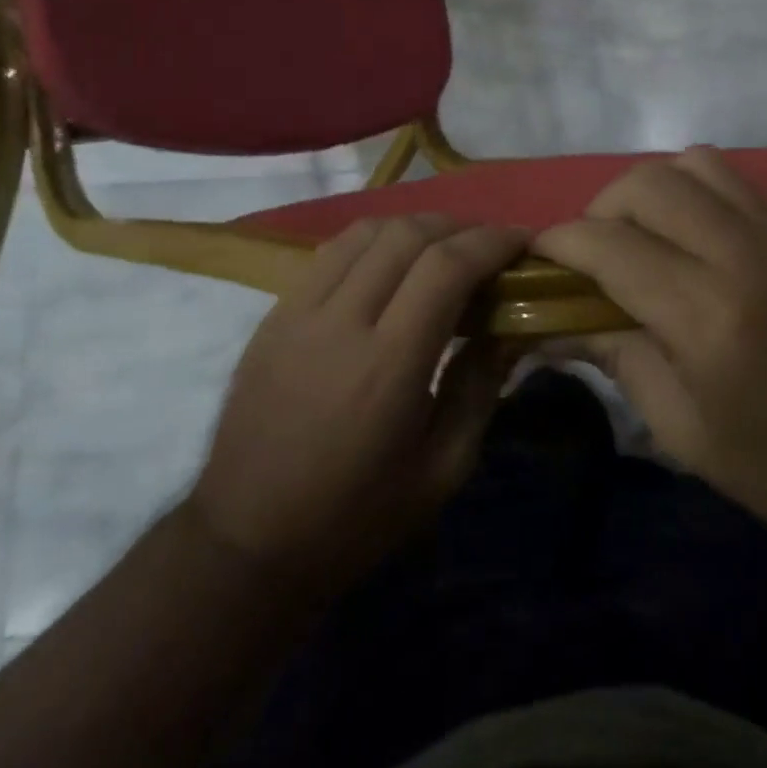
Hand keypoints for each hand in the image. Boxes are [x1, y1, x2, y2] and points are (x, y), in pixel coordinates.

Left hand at [188, 214, 527, 594]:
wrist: (246, 541)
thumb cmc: (356, 517)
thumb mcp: (441, 470)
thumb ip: (480, 388)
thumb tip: (509, 330)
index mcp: (388, 365)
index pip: (446, 267)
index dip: (491, 241)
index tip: (521, 239)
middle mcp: (341, 322)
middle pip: (407, 235)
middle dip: (458, 226)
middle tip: (487, 244)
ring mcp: (298, 312)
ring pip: (365, 232)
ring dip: (414, 227)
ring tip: (441, 246)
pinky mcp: (273, 315)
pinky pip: (330, 252)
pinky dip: (373, 242)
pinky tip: (389, 263)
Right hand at [535, 147, 766, 575]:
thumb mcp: (682, 429)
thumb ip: (614, 357)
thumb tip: (550, 324)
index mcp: (708, 315)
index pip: (609, 245)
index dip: (560, 243)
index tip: (537, 257)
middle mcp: (744, 255)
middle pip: (648, 184)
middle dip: (601, 208)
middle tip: (592, 255)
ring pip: (693, 163)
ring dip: (651, 190)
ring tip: (642, 238)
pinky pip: (735, 180)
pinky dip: (695, 191)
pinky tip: (691, 238)